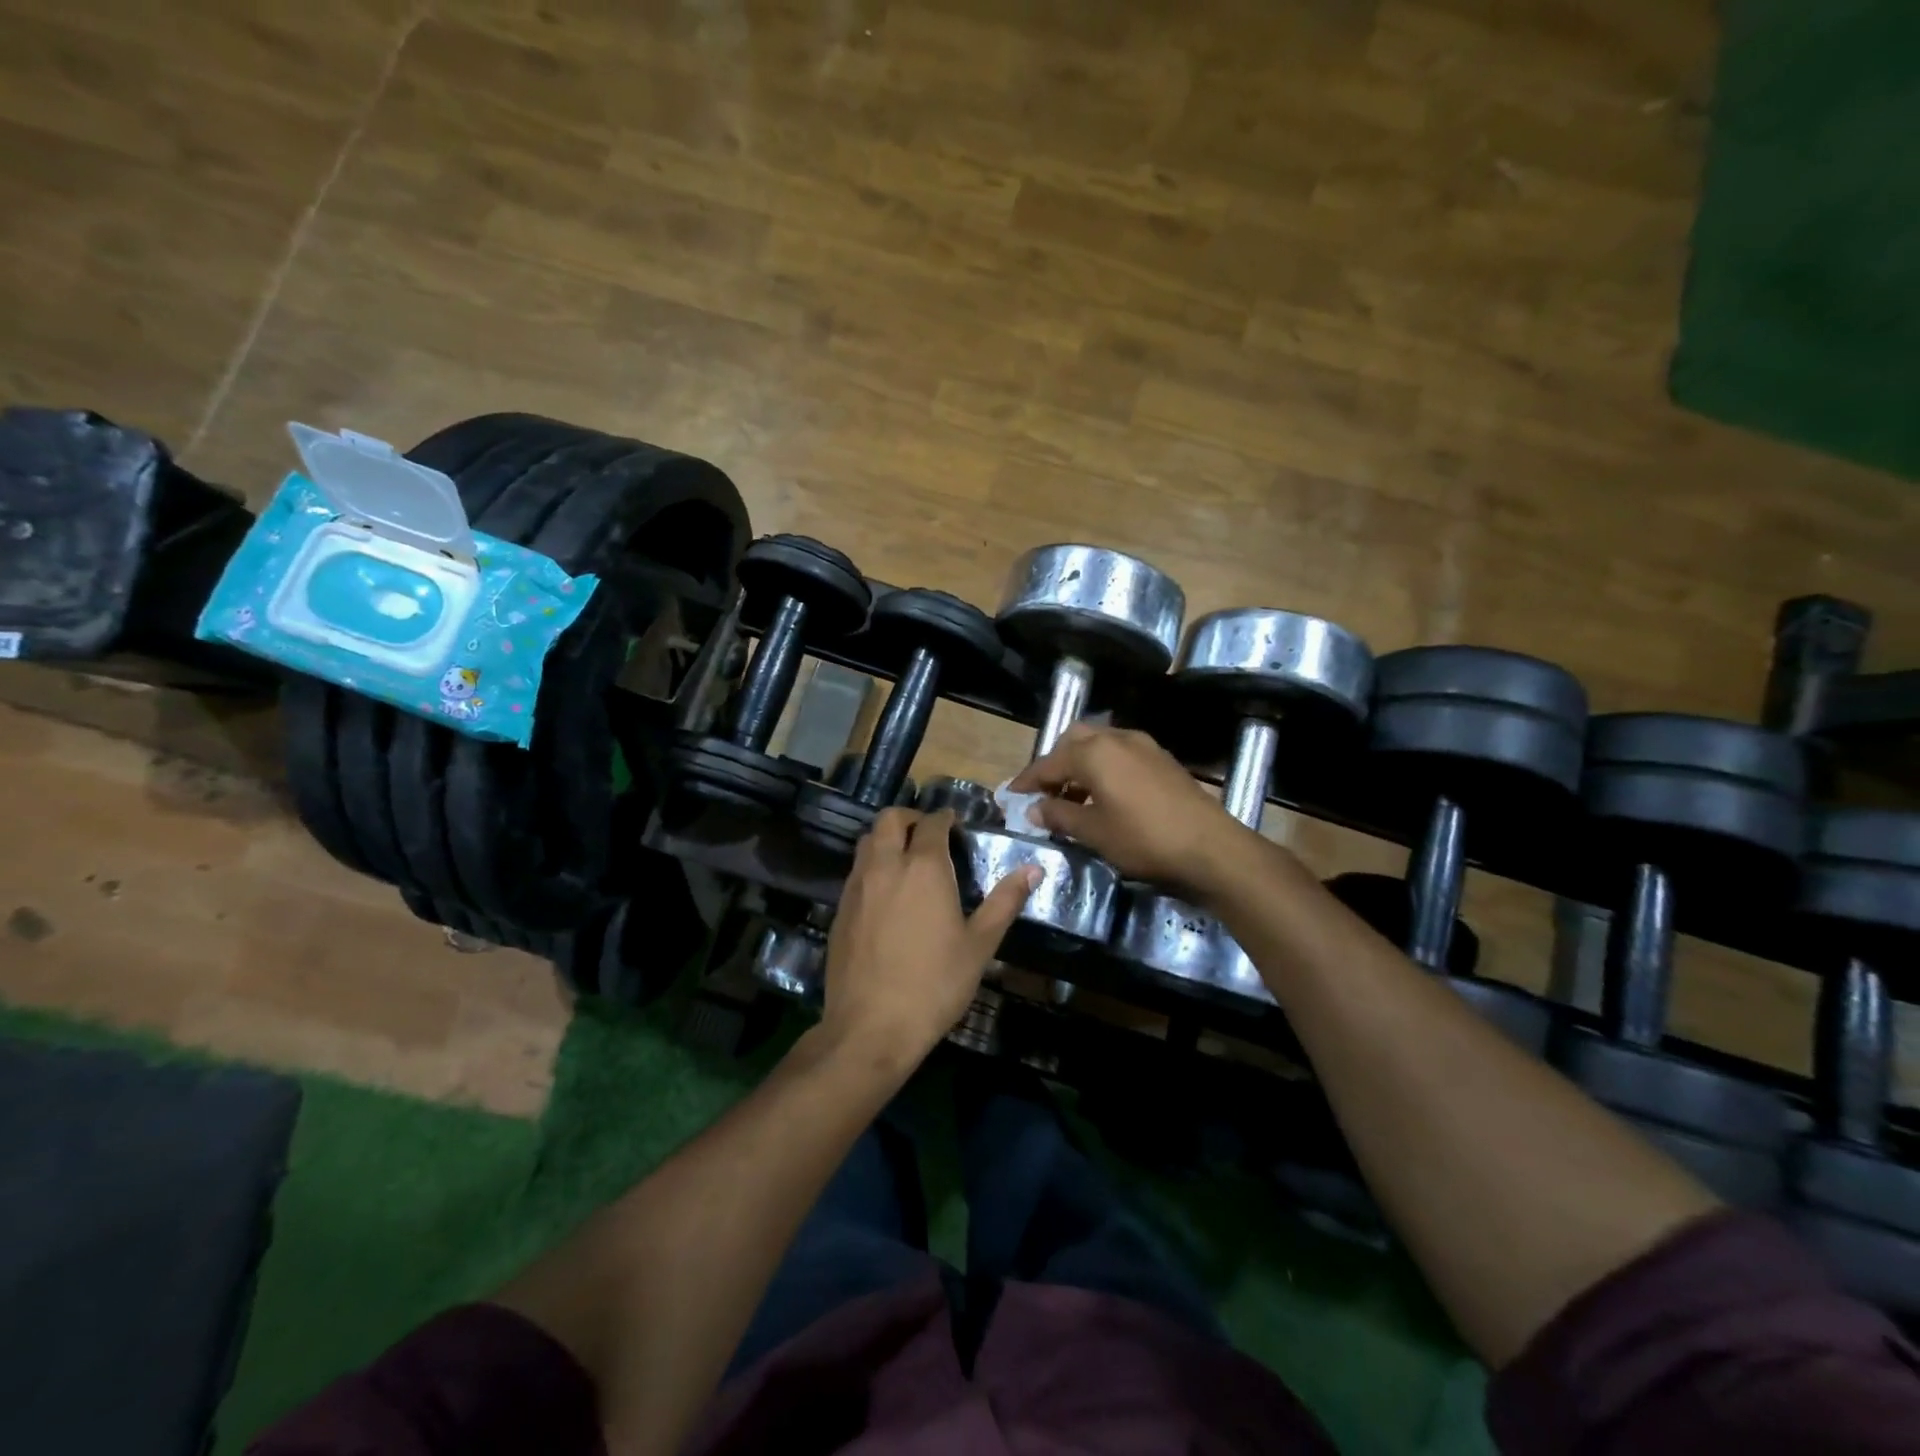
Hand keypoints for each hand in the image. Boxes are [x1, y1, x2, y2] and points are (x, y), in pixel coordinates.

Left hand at [821, 808, 1036, 1066]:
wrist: (871, 1027)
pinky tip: (887, 893)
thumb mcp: (980, 945)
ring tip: (908, 858)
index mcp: (923, 868)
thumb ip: (1005, 901)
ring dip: (888, 838)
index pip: (932, 823)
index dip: (945, 817)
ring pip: (868, 841)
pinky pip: (856, 871)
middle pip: (890, 819)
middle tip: (929, 834)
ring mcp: (857, 887)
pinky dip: (873, 865)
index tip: (956, 824)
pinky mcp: (840, 909)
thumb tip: (1034, 868)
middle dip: (911, 817)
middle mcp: (886, 866)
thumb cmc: (935, 985)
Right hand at [1008, 722, 1255, 896]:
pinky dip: (1104, 767)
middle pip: (1075, 741)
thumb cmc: (1143, 839)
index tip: (1011, 795)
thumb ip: (1059, 816)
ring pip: (1100, 744)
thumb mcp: (1094, 832)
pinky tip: (1105, 796)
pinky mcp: (1162, 758)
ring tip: (1073, 798)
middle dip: (1056, 763)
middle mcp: (1117, 738)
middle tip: (1045, 792)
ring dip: (1081, 764)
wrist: (1211, 847)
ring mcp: (1143, 745)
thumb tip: (1034, 809)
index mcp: (1094, 753)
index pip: (1049, 762)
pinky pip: (1121, 753)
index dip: (1027, 780)